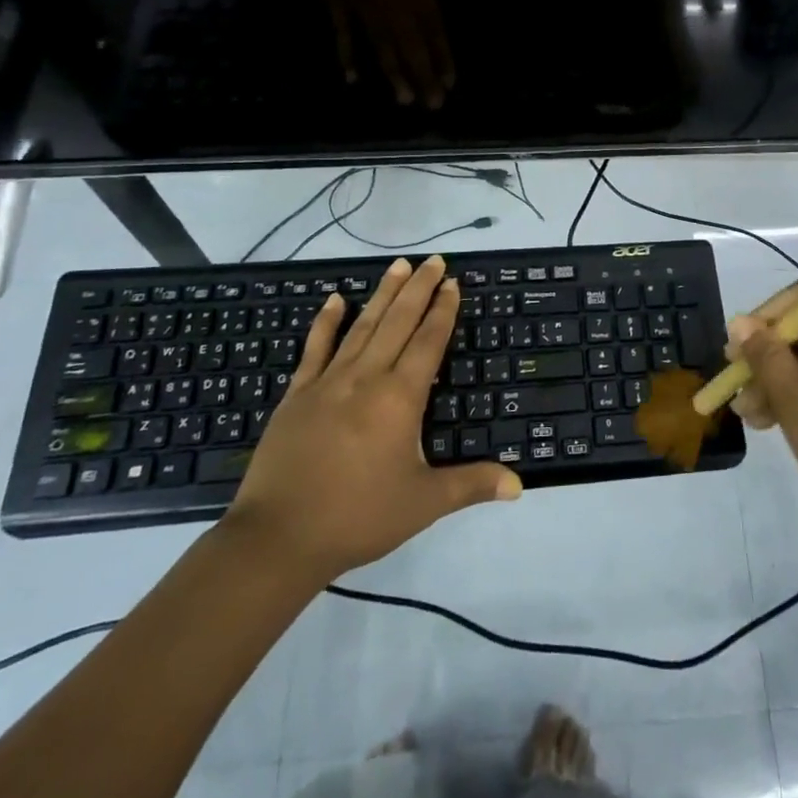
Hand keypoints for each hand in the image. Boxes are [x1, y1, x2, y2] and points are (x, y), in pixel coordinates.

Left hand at [223, 256, 520, 583]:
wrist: (278, 538)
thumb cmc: (358, 517)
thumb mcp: (423, 504)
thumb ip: (471, 485)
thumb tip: (519, 486)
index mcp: (399, 398)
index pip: (428, 341)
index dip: (443, 310)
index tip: (453, 283)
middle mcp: (366, 377)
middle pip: (398, 322)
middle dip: (419, 288)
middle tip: (433, 260)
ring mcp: (328, 382)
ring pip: (362, 326)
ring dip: (383, 294)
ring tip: (398, 265)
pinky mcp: (297, 394)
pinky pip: (315, 348)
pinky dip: (326, 322)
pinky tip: (336, 299)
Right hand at [318, 0, 456, 108]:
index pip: (435, 33)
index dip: (443, 59)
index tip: (450, 84)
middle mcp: (394, 8)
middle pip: (411, 49)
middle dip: (422, 77)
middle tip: (431, 106)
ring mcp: (364, 9)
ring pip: (382, 48)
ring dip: (394, 75)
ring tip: (403, 101)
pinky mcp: (336, 3)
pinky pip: (343, 34)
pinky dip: (347, 55)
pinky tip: (352, 78)